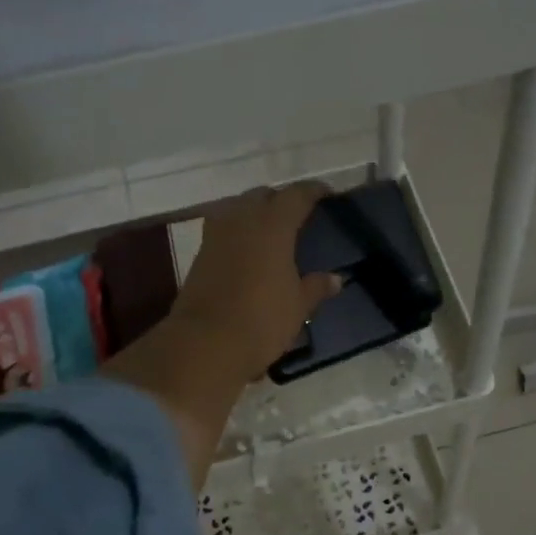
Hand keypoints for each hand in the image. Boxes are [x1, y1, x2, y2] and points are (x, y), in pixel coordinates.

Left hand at [167, 182, 343, 382]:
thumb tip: (335, 278)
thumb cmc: (262, 320)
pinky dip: (237, 232)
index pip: (296, 196)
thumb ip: (316, 287)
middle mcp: (243, 220)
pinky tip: (247, 250)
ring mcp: (216, 235)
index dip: (313, 192)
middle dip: (280, 200)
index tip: (326, 195)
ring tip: (269, 230)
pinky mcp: (200, 254)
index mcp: (273, 225)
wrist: (206, 342)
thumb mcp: (298, 306)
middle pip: (262, 196)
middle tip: (297, 216)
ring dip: (254, 212)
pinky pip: (223, 229)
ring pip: (237, 208)